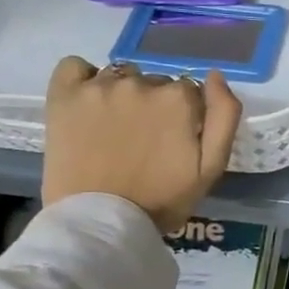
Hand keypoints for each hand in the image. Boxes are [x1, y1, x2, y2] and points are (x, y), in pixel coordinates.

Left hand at [42, 57, 242, 231]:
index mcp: (179, 99)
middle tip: (145, 141)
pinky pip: (74, 67)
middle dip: (155, 105)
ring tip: (114, 128)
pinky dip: (82, 79)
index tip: (176, 141)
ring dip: (123, 94)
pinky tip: (88, 103)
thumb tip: (215, 75)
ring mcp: (99, 87)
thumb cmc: (163, 199)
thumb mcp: (213, 166)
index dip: (186, 116)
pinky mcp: (64, 95)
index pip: (190, 91)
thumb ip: (225, 115)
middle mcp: (141, 83)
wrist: (101, 222)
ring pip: (120, 76)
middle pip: (155, 83)